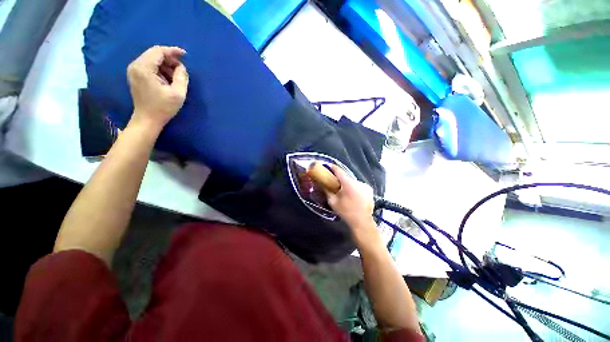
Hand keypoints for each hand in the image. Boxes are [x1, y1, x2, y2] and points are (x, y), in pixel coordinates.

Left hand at [127, 46, 188, 130]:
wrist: (147, 120)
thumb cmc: (163, 108)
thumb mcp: (178, 93)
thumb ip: (182, 77)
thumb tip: (181, 67)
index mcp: (144, 68)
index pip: (158, 51)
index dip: (173, 51)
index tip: (185, 55)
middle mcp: (135, 65)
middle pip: (154, 53)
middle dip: (169, 58)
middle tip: (181, 69)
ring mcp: (133, 70)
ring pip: (151, 59)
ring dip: (165, 64)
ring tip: (176, 76)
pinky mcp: (135, 76)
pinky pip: (148, 65)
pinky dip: (159, 69)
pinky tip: (167, 78)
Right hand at [325, 165, 376, 238]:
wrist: (362, 222)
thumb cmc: (346, 212)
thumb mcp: (333, 202)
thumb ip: (327, 191)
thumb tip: (323, 185)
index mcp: (348, 183)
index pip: (339, 171)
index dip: (333, 168)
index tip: (328, 166)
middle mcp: (358, 182)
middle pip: (346, 177)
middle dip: (340, 179)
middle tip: (335, 183)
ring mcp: (365, 186)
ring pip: (353, 182)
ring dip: (348, 184)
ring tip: (345, 192)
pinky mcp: (369, 190)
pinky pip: (359, 186)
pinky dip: (355, 188)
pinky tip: (353, 195)